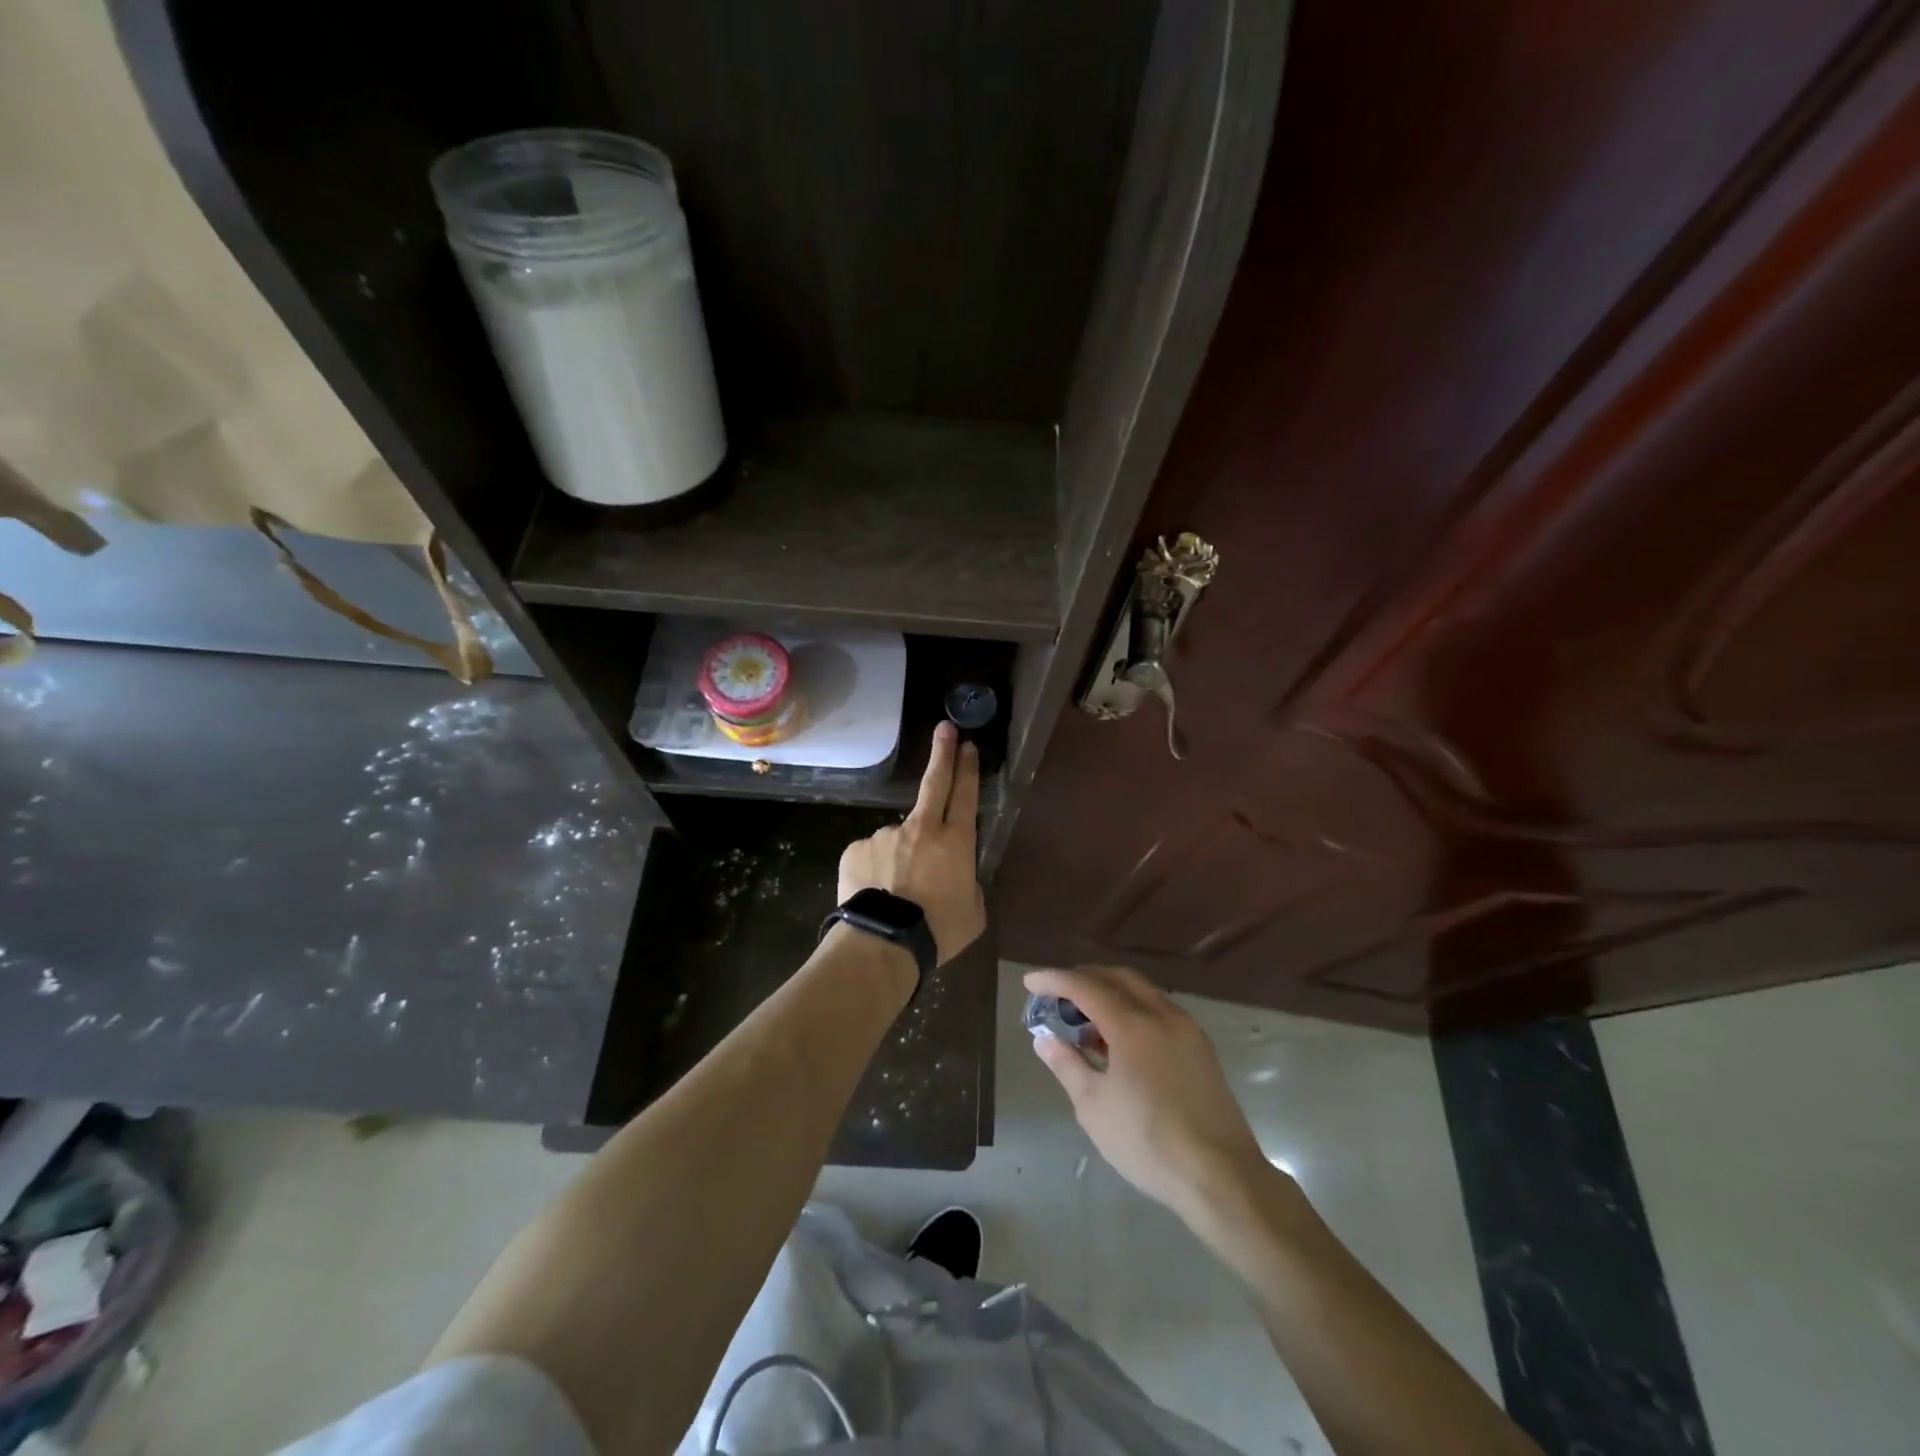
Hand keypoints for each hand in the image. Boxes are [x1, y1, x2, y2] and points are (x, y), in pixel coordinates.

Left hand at [838, 722, 986, 965]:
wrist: (884, 943)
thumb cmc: (939, 930)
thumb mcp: (973, 912)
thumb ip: (967, 885)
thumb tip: (954, 878)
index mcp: (955, 842)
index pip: (965, 796)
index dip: (967, 769)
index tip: (967, 745)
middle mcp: (921, 829)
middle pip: (934, 783)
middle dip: (942, 754)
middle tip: (944, 729)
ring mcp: (886, 835)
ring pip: (898, 837)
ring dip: (900, 856)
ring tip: (895, 893)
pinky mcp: (857, 849)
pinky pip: (870, 856)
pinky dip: (874, 871)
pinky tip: (875, 894)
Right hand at [1025, 965, 1275, 1220]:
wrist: (1220, 1175)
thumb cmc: (1148, 1142)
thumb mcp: (1094, 1107)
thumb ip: (1067, 1065)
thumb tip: (1044, 1039)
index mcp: (1133, 1024)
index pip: (1085, 987)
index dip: (1054, 980)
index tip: (1030, 981)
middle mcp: (1161, 1014)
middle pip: (1117, 978)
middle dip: (1083, 978)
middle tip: (1056, 994)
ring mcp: (1186, 1028)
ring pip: (1141, 991)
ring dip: (1110, 993)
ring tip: (1085, 1019)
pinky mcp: (1200, 1047)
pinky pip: (1159, 1009)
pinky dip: (1132, 1009)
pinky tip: (1119, 1038)